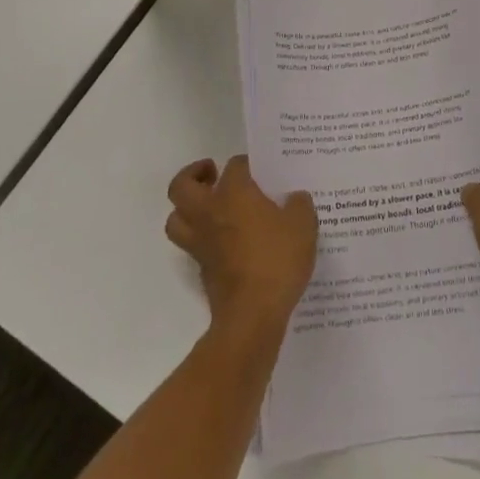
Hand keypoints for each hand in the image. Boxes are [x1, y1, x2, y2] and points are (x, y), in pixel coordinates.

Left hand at [166, 155, 317, 334]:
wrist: (253, 314)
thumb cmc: (277, 259)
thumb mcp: (303, 225)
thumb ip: (299, 205)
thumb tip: (295, 197)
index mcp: (233, 193)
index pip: (234, 166)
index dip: (247, 164)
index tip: (261, 171)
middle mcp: (209, 212)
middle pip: (181, 186)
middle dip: (194, 175)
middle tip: (213, 174)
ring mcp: (200, 242)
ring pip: (176, 217)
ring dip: (186, 208)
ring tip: (209, 206)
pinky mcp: (201, 268)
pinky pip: (191, 244)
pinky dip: (200, 237)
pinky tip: (224, 241)